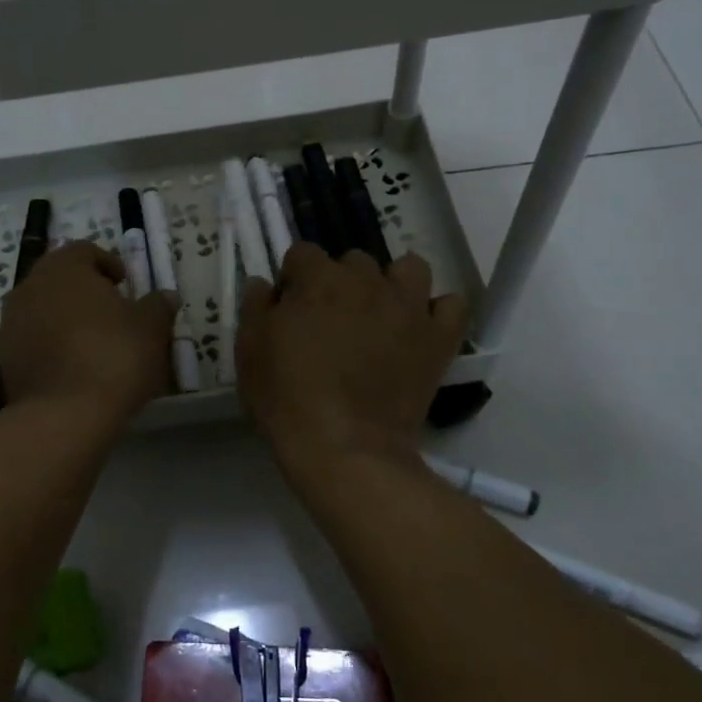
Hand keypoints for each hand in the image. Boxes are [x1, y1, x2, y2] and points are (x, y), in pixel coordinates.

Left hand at [0, 241, 178, 421]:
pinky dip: (49, 344)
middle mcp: (30, 287)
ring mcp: (10, 323)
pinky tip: (71, 367)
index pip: (84, 250)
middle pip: (58, 278)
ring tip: (90, 342)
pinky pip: (31, 340)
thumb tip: (166, 296)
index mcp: (64, 268)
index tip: (125, 285)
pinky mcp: (4, 358)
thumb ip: (158, 305)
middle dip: (83, 291)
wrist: (65, 415)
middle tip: (110, 313)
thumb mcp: (151, 328)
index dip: (107, 264)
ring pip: (41, 309)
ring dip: (63, 318)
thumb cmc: (114, 356)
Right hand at [237, 244, 467, 480]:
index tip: (290, 307)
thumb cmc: (287, 398)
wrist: (345, 447)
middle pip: (354, 261)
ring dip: (394, 284)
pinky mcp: (438, 337)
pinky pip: (451, 306)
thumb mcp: (249, 351)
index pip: (303, 253)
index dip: (294, 279)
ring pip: (409, 268)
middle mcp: (366, 280)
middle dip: (341, 282)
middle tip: (331, 320)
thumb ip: (256, 307)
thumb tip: (264, 283)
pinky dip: (437, 313)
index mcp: (318, 279)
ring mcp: (408, 306)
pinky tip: (420, 330)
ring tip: (381, 314)